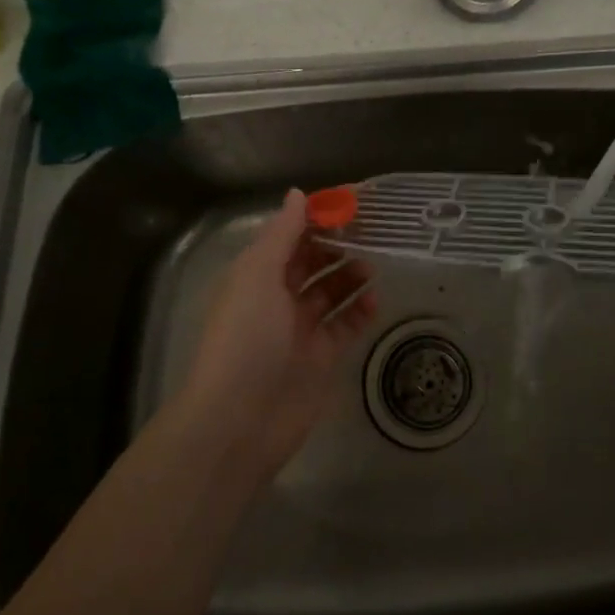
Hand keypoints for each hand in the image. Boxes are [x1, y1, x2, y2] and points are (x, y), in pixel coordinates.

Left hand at [177, 190, 379, 478]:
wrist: (240, 420)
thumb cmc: (246, 337)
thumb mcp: (257, 274)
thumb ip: (281, 233)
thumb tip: (298, 194)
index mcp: (257, 274)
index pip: (291, 235)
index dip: (318, 216)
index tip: (352, 201)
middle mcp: (278, 297)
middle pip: (313, 260)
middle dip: (338, 244)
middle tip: (372, 231)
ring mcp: (301, 328)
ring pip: (332, 290)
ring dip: (351, 274)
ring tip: (373, 266)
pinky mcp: (322, 356)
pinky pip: (346, 324)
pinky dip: (360, 310)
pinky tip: (375, 300)